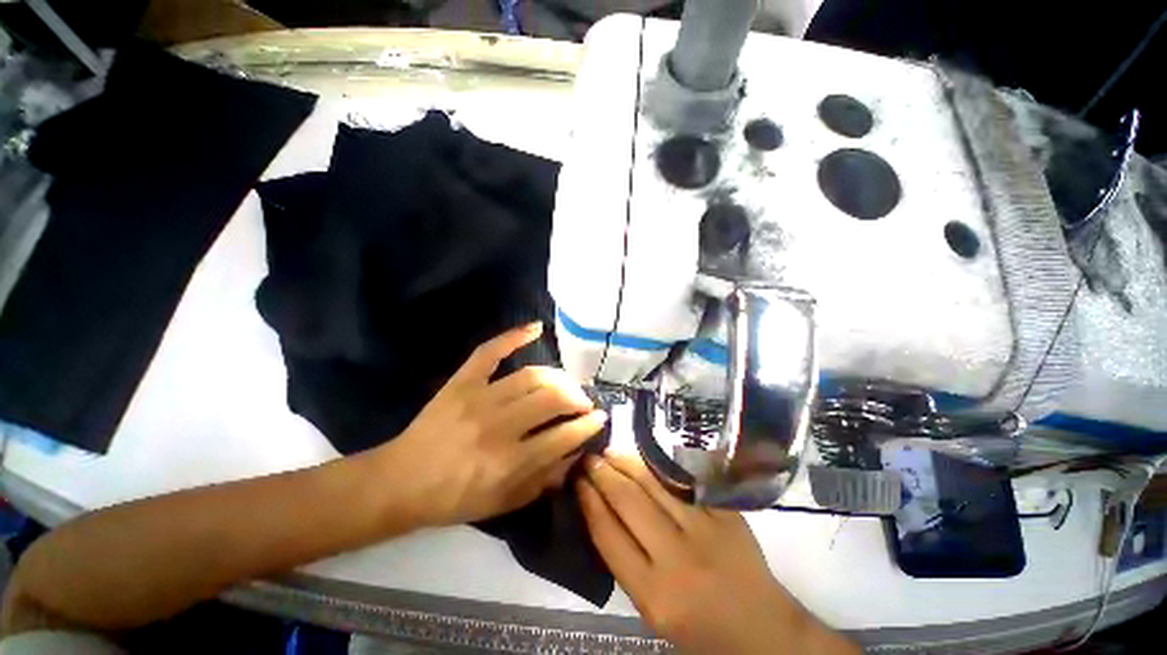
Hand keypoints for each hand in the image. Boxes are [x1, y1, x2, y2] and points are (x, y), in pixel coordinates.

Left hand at [376, 323, 607, 527]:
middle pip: (552, 398)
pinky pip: (490, 352)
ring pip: (533, 375)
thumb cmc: (454, 499)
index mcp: (509, 462)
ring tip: (567, 384)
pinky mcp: (462, 381)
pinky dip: (514, 336)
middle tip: (583, 402)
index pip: (563, 435)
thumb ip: (544, 479)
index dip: (588, 425)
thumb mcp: (504, 503)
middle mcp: (498, 426)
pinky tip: (536, 327)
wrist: (401, 481)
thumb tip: (576, 452)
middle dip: (577, 398)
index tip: (600, 418)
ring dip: (559, 378)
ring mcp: (479, 398)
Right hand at [577, 453, 857, 654]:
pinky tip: (643, 455)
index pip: (608, 535)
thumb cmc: (701, 629)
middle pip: (628, 502)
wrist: (764, 630)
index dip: (588, 501)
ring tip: (609, 451)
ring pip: (654, 483)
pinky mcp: (725, 514)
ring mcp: (706, 530)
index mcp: (655, 596)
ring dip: (626, 462)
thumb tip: (602, 511)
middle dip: (603, 474)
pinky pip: (683, 481)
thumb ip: (626, 563)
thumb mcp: (653, 611)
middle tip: (588, 458)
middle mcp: (678, 559)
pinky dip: (658, 466)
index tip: (576, 480)